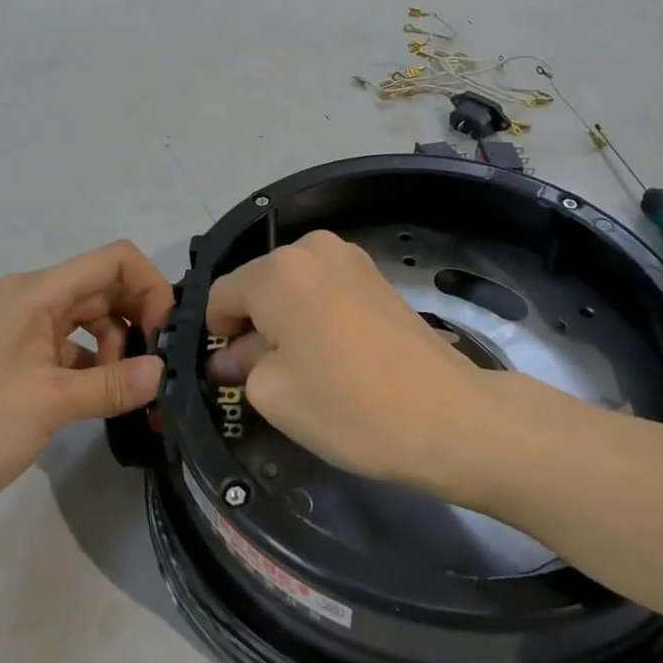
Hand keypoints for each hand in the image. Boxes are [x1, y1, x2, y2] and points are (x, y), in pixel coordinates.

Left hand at [0, 241, 174, 549]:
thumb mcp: (49, 402)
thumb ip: (112, 383)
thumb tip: (164, 373)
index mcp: (34, 292)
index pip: (112, 260)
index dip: (149, 285)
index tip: (167, 332)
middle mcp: (29, 305)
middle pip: (102, 289)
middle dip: (138, 317)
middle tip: (161, 364)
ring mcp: (20, 341)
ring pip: (88, 324)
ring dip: (117, 347)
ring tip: (133, 390)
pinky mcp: (16, 376)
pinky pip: (70, 358)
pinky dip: (94, 372)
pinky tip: (109, 402)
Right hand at [204, 231, 490, 495]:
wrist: (446, 414)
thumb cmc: (346, 405)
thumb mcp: (274, 393)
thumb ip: (242, 363)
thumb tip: (230, 355)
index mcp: (277, 270)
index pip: (222, 294)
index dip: (216, 335)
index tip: (227, 374)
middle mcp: (311, 248)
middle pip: (259, 284)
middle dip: (252, 324)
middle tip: (264, 376)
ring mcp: (350, 256)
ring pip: (293, 286)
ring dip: (285, 319)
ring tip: (304, 367)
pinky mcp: (377, 275)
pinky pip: (325, 289)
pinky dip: (316, 315)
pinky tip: (333, 354)